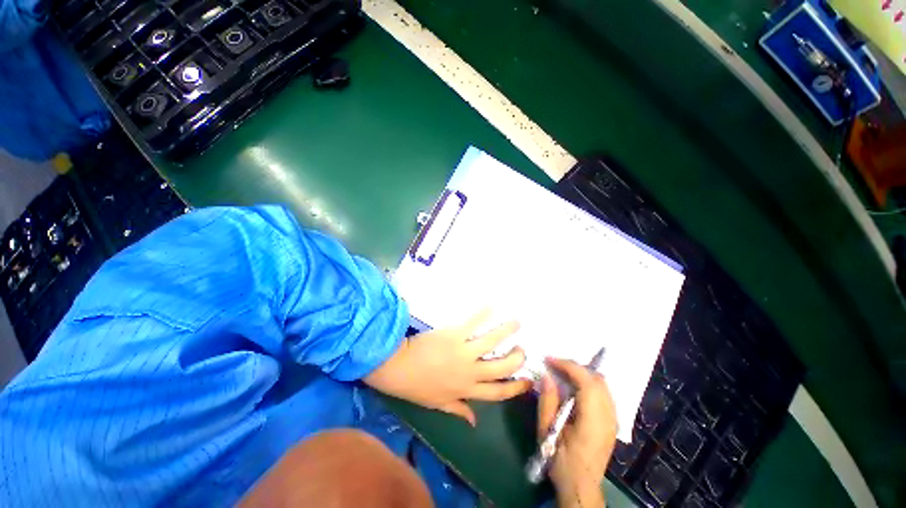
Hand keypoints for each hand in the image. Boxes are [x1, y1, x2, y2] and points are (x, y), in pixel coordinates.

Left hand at [364, 309, 532, 424]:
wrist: (397, 368)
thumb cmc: (417, 387)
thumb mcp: (438, 404)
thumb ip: (459, 410)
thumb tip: (474, 422)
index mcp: (467, 390)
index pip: (498, 392)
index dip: (516, 387)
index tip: (528, 380)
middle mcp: (470, 372)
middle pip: (502, 367)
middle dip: (517, 358)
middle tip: (522, 349)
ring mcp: (463, 352)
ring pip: (492, 341)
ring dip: (507, 330)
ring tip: (517, 322)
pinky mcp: (454, 334)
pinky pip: (472, 323)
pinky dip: (482, 314)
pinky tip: (491, 305)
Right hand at [538, 357, 616, 507]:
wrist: (581, 487)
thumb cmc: (561, 460)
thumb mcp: (546, 432)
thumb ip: (547, 401)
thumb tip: (547, 375)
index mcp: (592, 421)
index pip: (586, 382)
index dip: (568, 366)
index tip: (549, 360)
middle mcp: (608, 417)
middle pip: (597, 380)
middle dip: (575, 367)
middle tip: (554, 365)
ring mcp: (613, 420)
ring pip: (602, 385)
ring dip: (582, 374)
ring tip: (563, 373)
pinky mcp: (612, 422)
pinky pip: (603, 393)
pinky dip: (589, 383)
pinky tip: (575, 387)